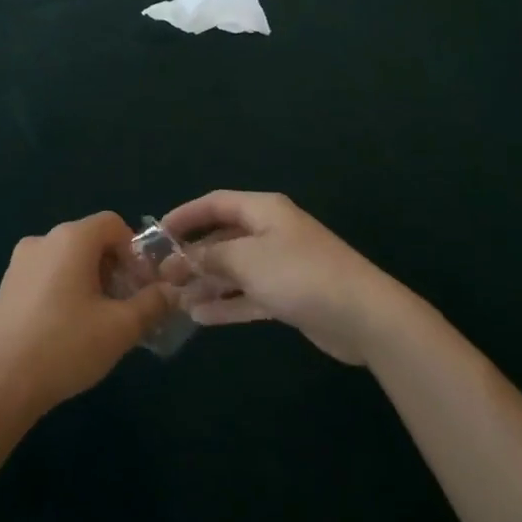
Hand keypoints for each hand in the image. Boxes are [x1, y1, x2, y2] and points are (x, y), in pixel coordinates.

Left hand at [0, 212, 175, 421]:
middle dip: (115, 267)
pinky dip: (66, 288)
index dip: (134, 250)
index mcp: (71, 238)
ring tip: (100, 320)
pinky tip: (69, 327)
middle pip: (90, 239)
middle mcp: (44, 239)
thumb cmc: (66, 346)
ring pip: (68, 258)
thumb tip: (170, 291)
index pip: (113, 223)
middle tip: (126, 306)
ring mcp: (20, 261)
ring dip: (91, 279)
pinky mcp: (8, 284)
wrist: (1, 381)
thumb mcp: (120, 328)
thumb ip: (152, 304)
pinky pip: (48, 273)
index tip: (142, 286)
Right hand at [162, 191, 401, 364]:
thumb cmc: (299, 274)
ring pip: (234, 270)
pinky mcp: (289, 296)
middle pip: (223, 237)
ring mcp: (281, 265)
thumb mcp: (246, 259)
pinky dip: (226, 303)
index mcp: (263, 210)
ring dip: (206, 283)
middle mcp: (270, 232)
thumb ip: (209, 257)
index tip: (157, 233)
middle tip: (161, 275)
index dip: (185, 215)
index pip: (215, 203)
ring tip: (174, 299)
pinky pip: (249, 294)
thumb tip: (181, 258)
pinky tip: (200, 317)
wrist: (363, 316)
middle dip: (192, 255)